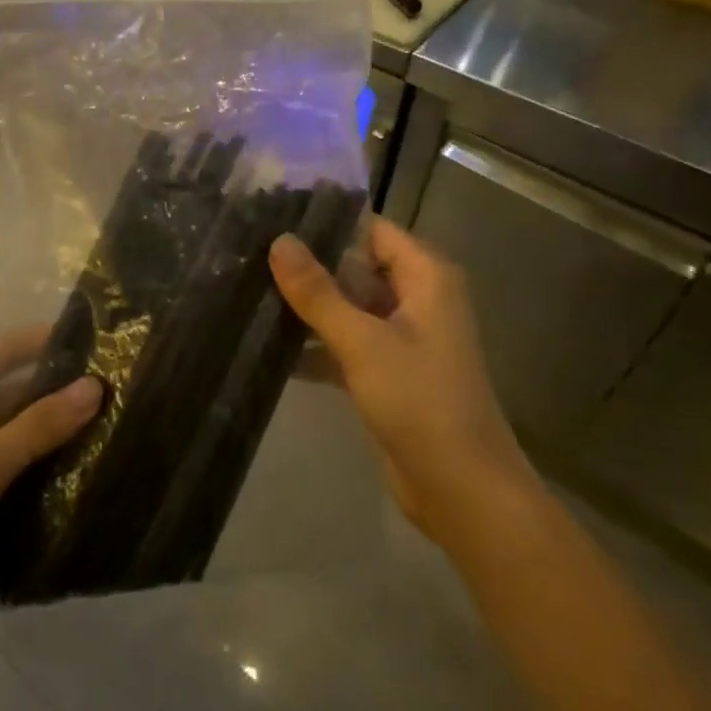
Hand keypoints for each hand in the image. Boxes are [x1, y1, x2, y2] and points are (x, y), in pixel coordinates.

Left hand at [0, 329, 99, 676]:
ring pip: (16, 441)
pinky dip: (44, 476)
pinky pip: (13, 478)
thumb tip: (95, 386)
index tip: (99, 340)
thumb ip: (38, 427)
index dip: (46, 345)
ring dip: (56, 440)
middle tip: (120, 391)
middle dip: (59, 398)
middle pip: (12, 398)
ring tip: (117, 427)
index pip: (1, 355)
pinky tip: (89, 474)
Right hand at [269, 218, 532, 542]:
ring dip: (308, 307)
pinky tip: (269, 346)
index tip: (274, 221)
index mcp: (426, 278)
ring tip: (249, 292)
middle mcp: (418, 299)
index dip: (328, 224)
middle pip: (357, 268)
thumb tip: (279, 241)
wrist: (461, 489)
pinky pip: (346, 343)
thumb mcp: (363, 341)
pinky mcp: (388, 372)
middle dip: (309, 267)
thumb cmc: (420, 401)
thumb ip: (318, 292)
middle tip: (251, 256)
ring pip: (349, 307)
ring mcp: (402, 338)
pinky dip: (316, 345)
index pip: (372, 230)